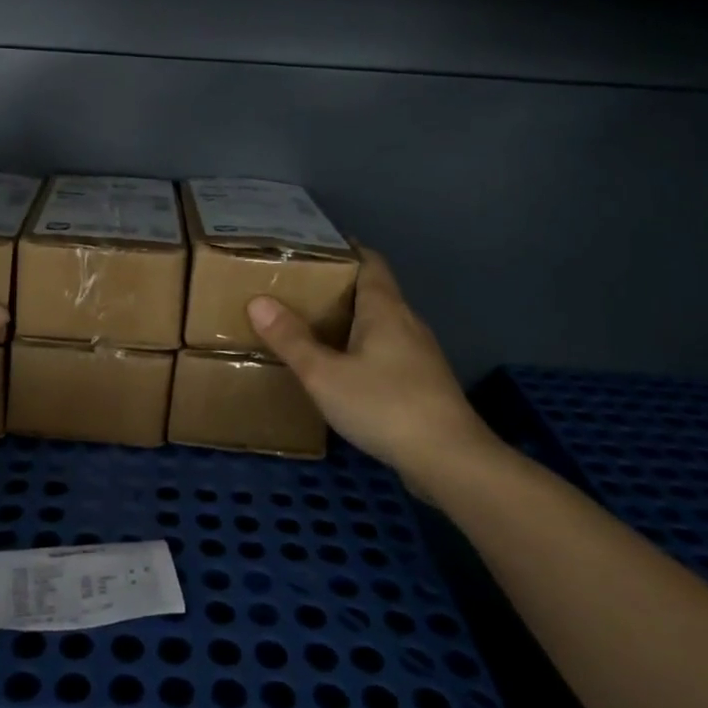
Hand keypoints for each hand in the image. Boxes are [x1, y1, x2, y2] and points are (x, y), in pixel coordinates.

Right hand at [248, 249, 497, 481]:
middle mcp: (407, 323)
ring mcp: (420, 355)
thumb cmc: (384, 405)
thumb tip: (258, 301)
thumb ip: (291, 339)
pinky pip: (388, 353)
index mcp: (386, 309)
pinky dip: (364, 350)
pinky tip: (344, 371)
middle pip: (374, 292)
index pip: (370, 262)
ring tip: (315, 328)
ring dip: (352, 322)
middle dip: (340, 288)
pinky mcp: (424, 384)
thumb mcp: (324, 374)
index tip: (315, 247)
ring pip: (382, 325)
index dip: (347, 250)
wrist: (449, 459)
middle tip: (299, 290)